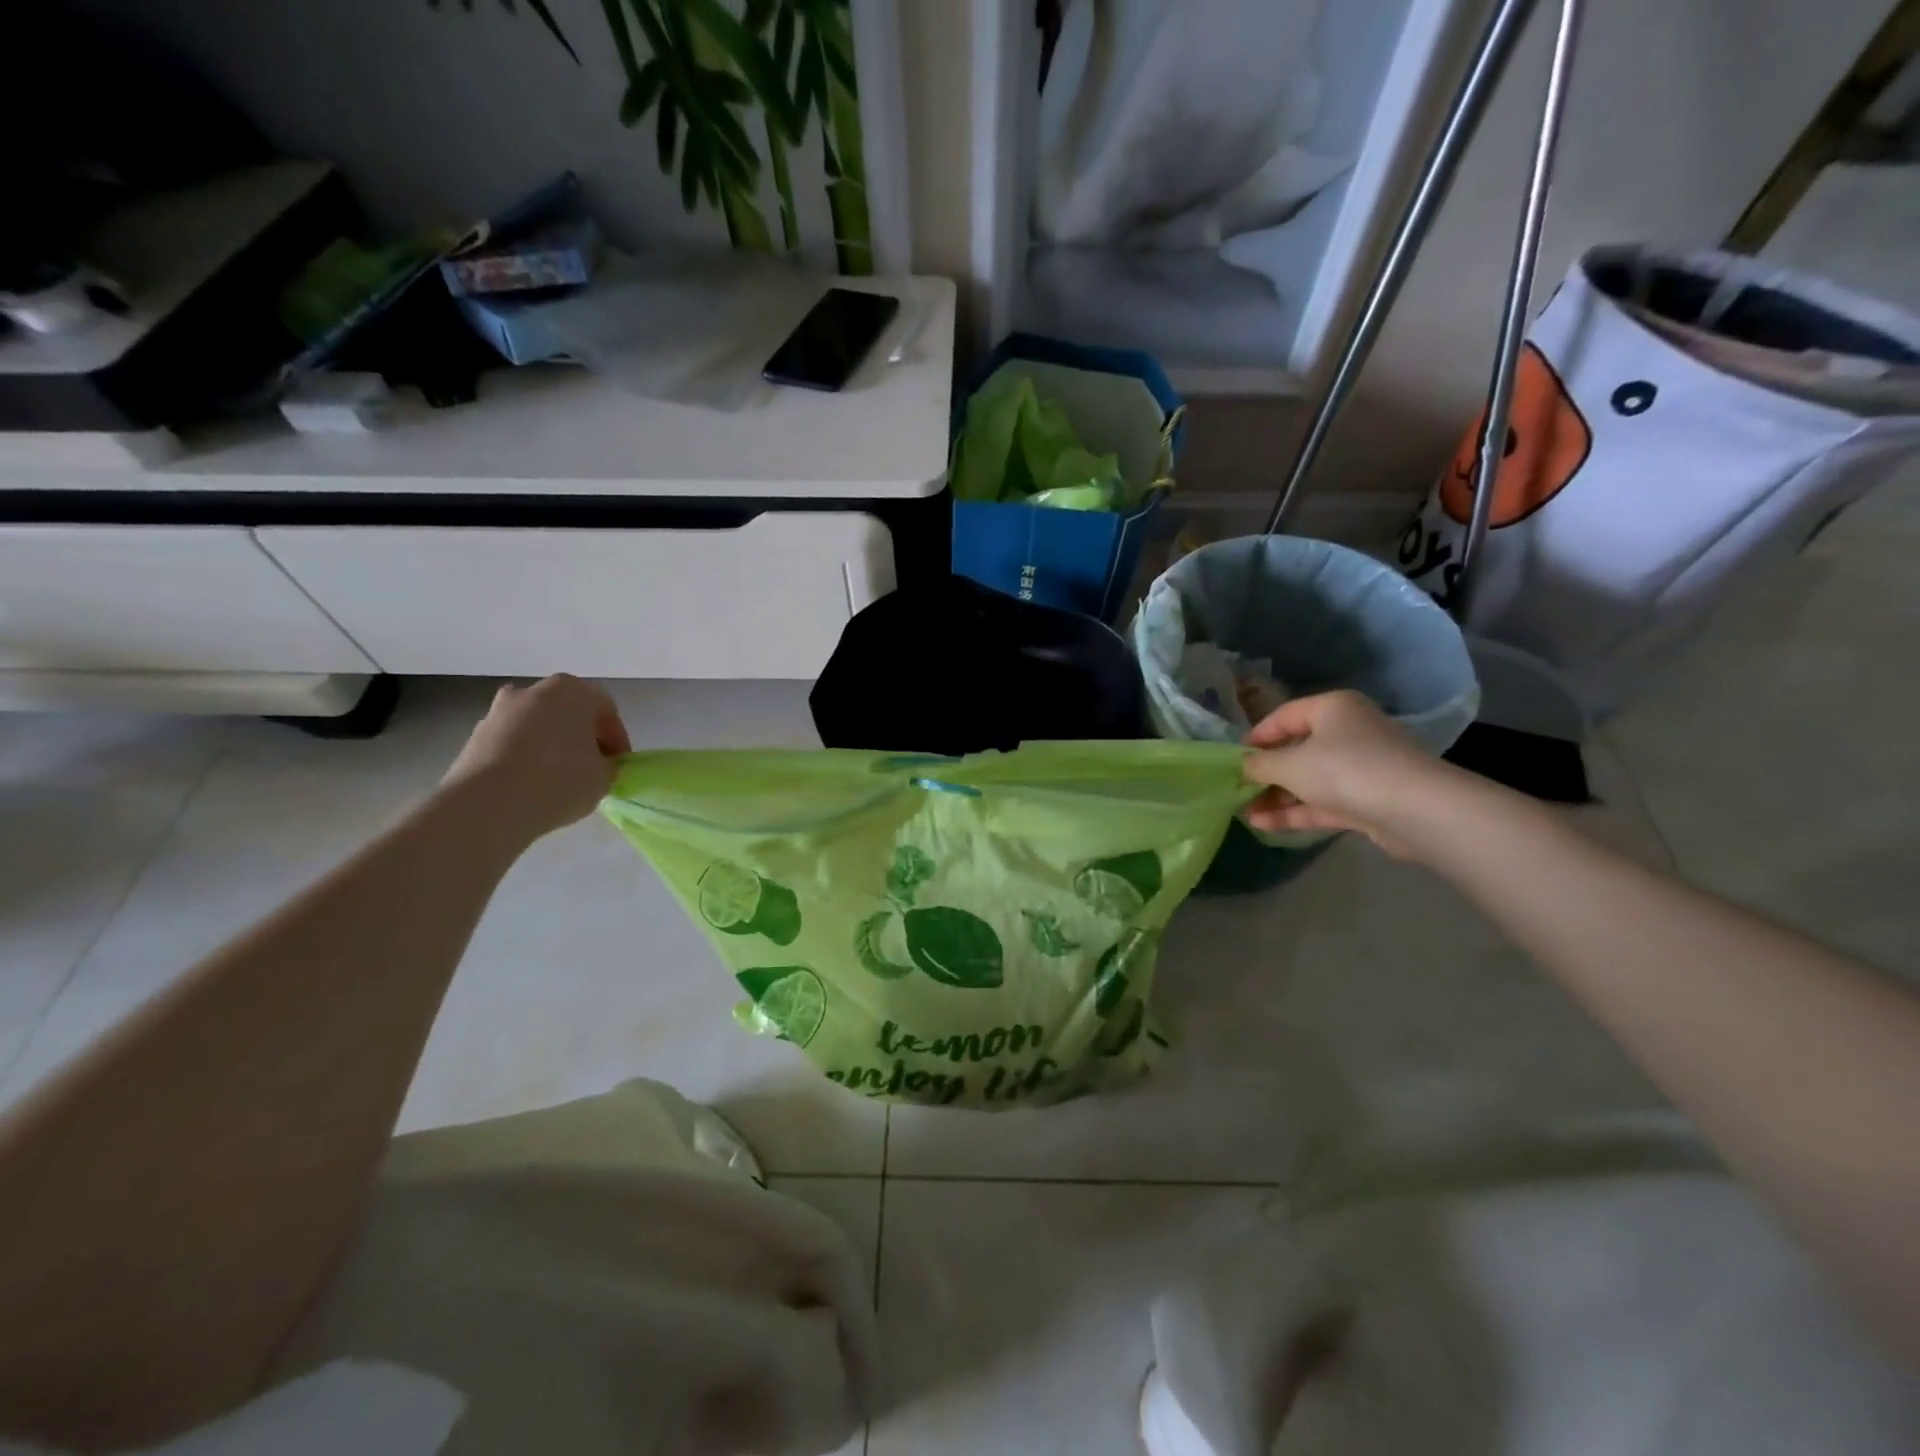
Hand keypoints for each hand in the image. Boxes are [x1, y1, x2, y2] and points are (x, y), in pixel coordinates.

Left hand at [442, 675, 631, 842]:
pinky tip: (529, 785)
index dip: (617, 739)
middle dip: (581, 737)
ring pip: (536, 726)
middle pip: (568, 712)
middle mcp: (534, 691)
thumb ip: (607, 764)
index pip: (606, 710)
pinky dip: (523, 757)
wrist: (488, 804)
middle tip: (590, 767)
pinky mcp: (475, 736)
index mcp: (573, 691)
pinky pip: (511, 743)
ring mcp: (499, 711)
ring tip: (556, 779)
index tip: (619, 765)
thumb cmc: (560, 780)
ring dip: (550, 745)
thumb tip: (598, 764)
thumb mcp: (604, 777)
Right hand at [1242, 690, 1445, 855]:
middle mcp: (1349, 732)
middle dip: (1266, 773)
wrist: (1413, 809)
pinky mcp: (1368, 800)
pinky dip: (1296, 812)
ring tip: (1244, 813)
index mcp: (1333, 708)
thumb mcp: (1290, 764)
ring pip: (1310, 780)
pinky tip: (1264, 825)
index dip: (1257, 736)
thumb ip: (1261, 765)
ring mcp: (1361, 767)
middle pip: (1298, 749)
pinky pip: (1323, 802)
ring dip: (1277, 797)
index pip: (1285, 716)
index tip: (1234, 758)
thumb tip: (1244, 766)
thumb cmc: (1344, 769)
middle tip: (1238, 789)